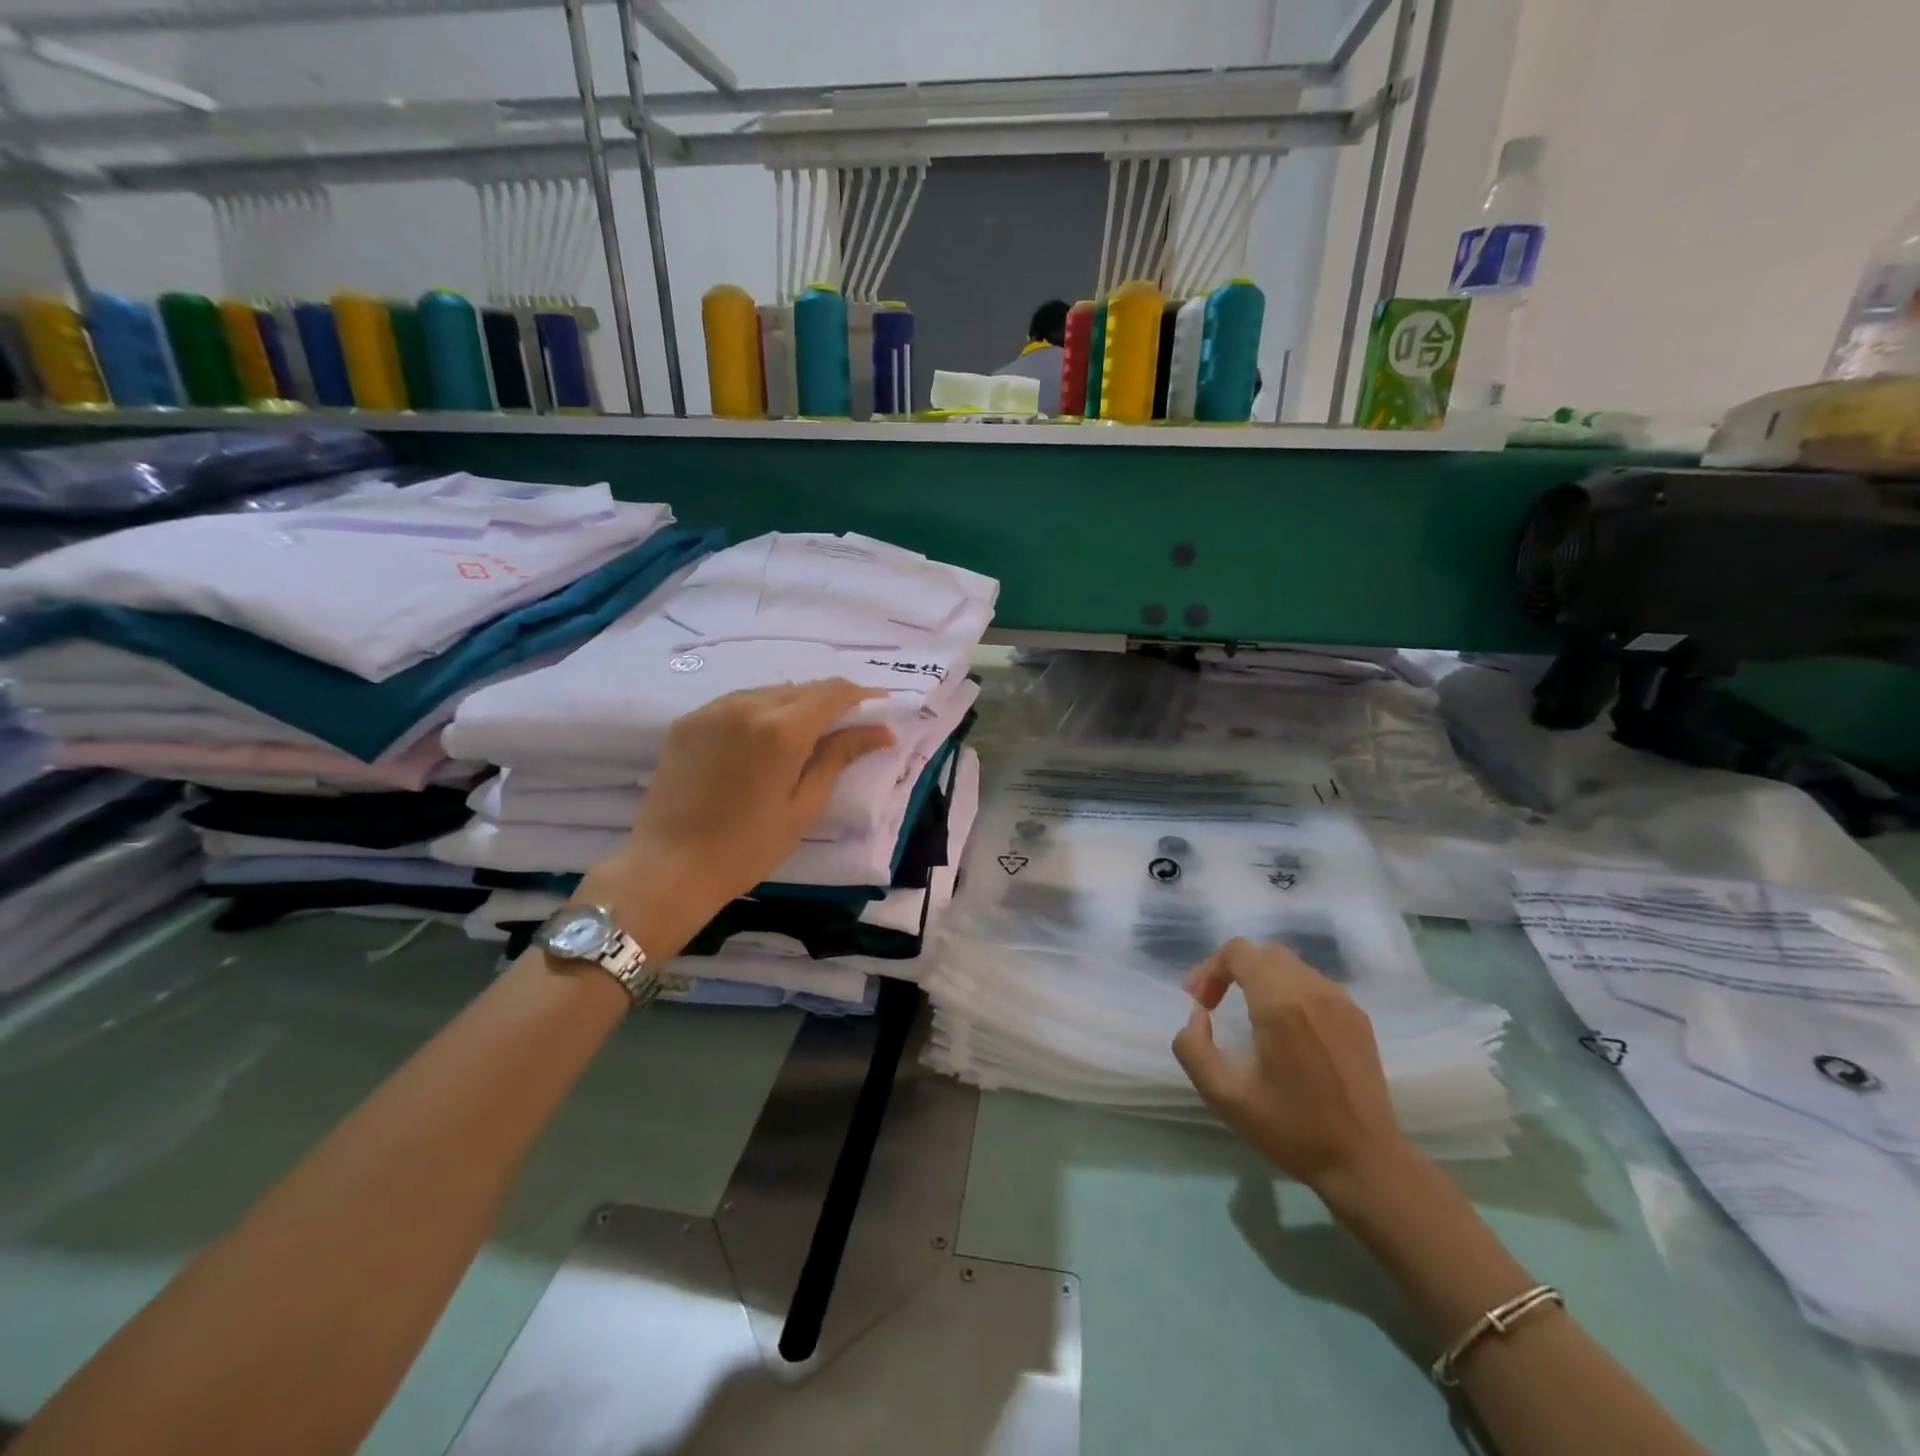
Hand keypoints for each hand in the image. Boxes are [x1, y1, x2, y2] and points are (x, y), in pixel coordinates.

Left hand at [578, 680, 894, 957]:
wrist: (668, 867)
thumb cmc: (748, 847)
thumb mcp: (804, 806)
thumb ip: (839, 758)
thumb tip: (881, 731)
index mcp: (782, 729)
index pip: (833, 692)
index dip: (862, 695)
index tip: (880, 705)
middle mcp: (748, 705)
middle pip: (803, 688)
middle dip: (831, 701)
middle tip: (848, 725)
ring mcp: (713, 709)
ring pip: (770, 692)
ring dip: (795, 704)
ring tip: (807, 734)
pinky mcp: (689, 720)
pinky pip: (738, 702)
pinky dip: (761, 711)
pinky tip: (764, 739)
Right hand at [1172, 938, 1410, 1193]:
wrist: (1366, 1163)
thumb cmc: (1292, 1128)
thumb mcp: (1225, 1095)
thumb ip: (1193, 1047)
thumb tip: (1198, 1016)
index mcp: (1279, 1003)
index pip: (1238, 952)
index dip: (1210, 969)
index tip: (1200, 1004)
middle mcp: (1312, 990)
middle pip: (1263, 953)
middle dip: (1232, 970)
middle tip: (1216, 1004)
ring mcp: (1341, 1001)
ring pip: (1290, 965)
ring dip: (1261, 979)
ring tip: (1249, 1016)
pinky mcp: (1358, 1017)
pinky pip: (1314, 984)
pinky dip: (1290, 991)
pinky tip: (1286, 1030)